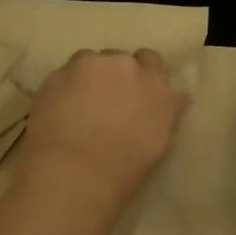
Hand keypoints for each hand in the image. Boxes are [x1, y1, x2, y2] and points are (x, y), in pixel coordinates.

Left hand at [22, 49, 188, 206]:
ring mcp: (89, 65)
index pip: (153, 61)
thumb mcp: (158, 142)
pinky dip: (64, 88)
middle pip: (120, 60)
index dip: (142, 75)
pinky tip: (58, 111)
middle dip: (114, 76)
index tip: (135, 93)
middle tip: (105, 104)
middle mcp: (125, 65)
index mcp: (156, 84)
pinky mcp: (57, 73)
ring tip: (78, 106)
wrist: (73, 174)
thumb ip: (167, 112)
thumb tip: (178, 97)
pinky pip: (64, 75)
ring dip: (88, 77)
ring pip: (89, 62)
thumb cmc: (123, 170)